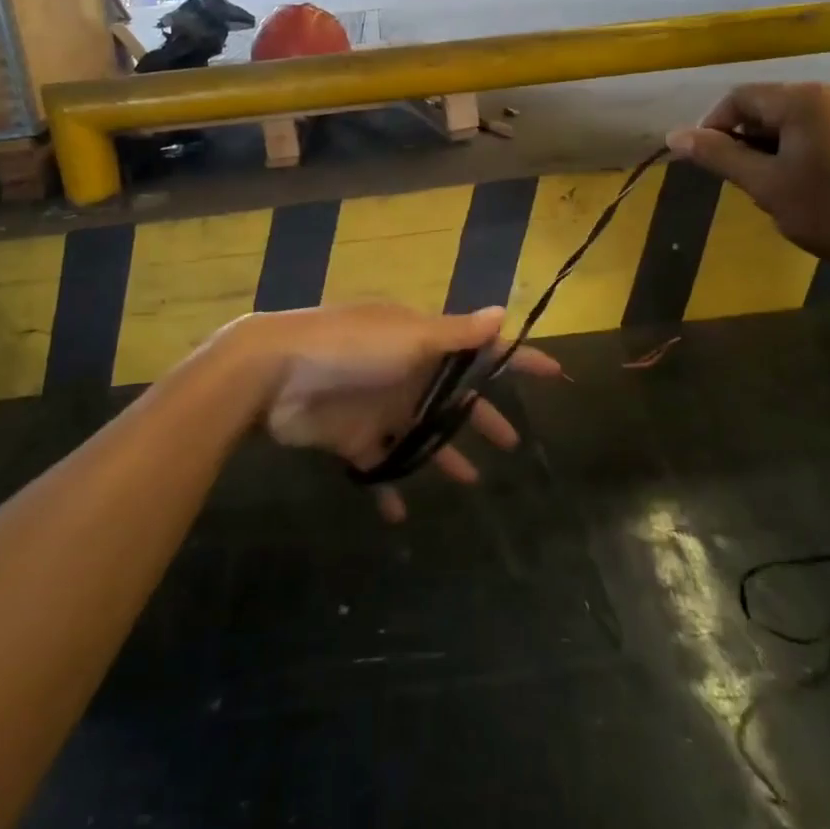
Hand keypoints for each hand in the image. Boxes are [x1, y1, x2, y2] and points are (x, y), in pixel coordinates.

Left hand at [250, 304, 559, 521]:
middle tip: (512, 443)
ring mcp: (379, 406)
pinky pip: (379, 466)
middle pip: (453, 398)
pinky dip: (389, 489)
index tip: (554, 373)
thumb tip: (504, 312)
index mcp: (421, 341)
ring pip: (421, 435)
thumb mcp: (409, 335)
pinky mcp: (352, 438)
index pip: (480, 348)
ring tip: (472, 483)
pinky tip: (402, 515)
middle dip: (481, 416)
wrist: (275, 374)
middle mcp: (405, 372)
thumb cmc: (350, 347)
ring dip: (443, 455)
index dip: (517, 359)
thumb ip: (456, 334)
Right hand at [665, 82, 829, 281]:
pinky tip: (796, 184)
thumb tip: (673, 135)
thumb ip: (718, 155)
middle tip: (739, 181)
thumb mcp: (764, 184)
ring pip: (788, 121)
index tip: (706, 163)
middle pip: (764, 106)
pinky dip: (792, 151)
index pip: (739, 98)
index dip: (713, 127)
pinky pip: (812, 130)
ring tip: (767, 187)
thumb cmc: (829, 211)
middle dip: (742, 140)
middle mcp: (829, 94)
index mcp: (803, 100)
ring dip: (766, 148)